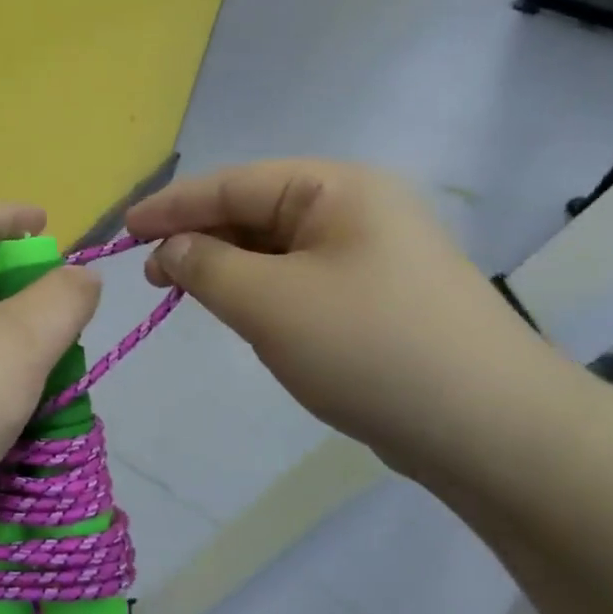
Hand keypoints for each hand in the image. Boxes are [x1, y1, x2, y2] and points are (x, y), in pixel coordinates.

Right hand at [126, 160, 559, 477]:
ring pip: (276, 250)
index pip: (234, 184)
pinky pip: (300, 281)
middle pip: (255, 212)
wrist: (490, 429)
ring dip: (228, 269)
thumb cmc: (369, 347)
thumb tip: (173, 248)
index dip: (172, 206)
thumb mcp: (269, 302)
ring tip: (188, 295)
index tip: (123, 231)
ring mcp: (371, 255)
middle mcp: (356, 209)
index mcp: (336, 189)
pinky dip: (261, 293)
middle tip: (153, 278)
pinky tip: (244, 315)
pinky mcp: (376, 299)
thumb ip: (206, 266)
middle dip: (200, 239)